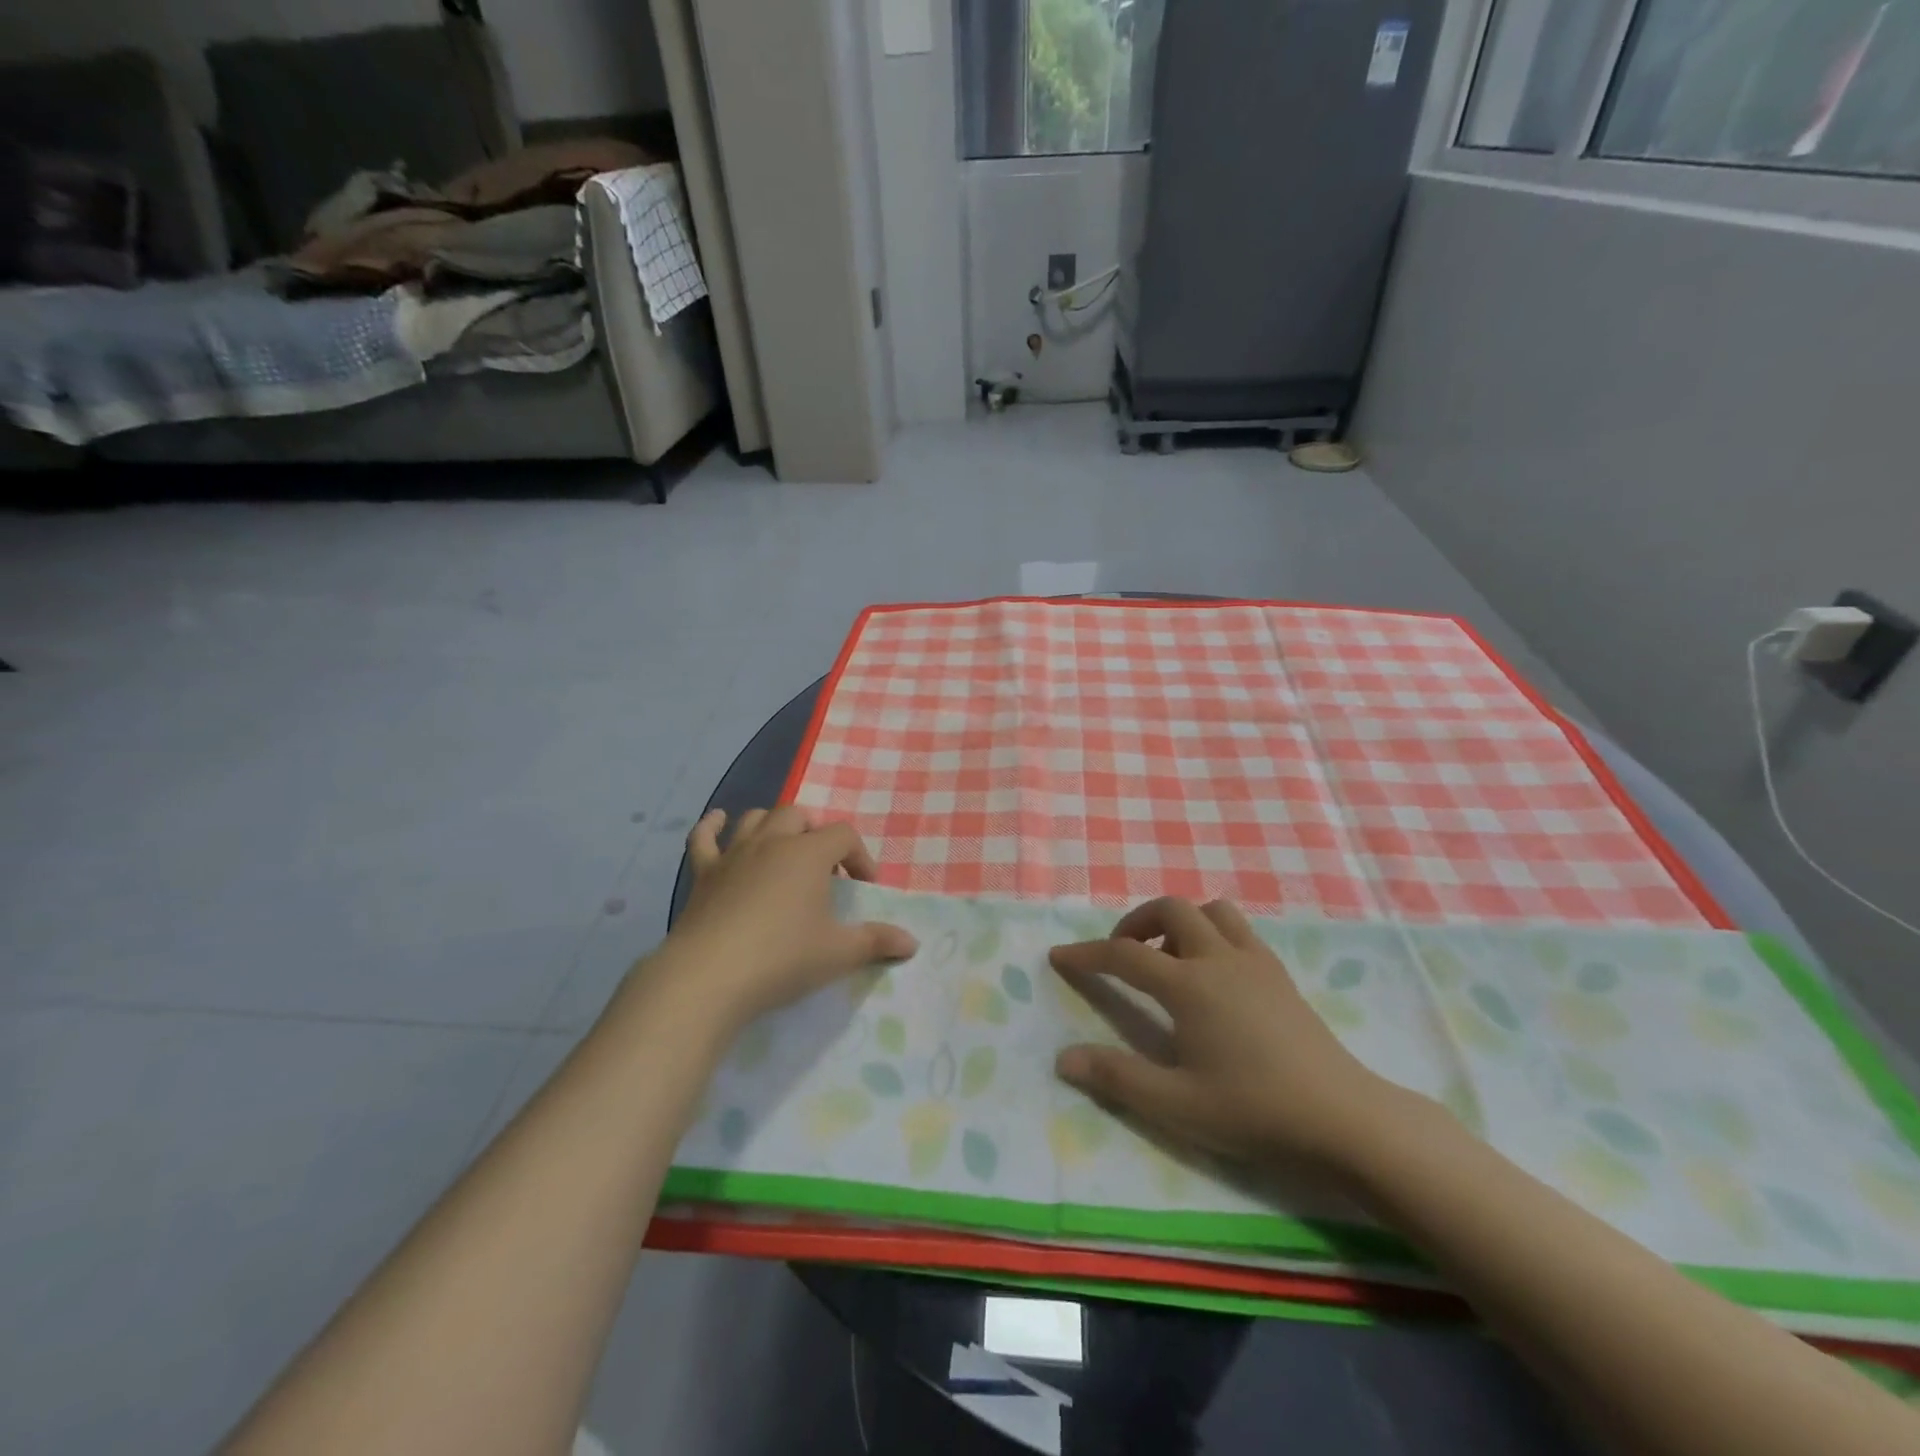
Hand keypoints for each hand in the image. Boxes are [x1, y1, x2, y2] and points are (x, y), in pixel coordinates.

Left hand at [659, 806, 917, 1028]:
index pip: (843, 835)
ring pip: (755, 819)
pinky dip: (711, 826)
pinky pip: (703, 838)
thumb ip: (876, 942)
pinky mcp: (703, 873)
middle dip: (816, 834)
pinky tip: (717, 821)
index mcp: (809, 853)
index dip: (859, 856)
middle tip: (823, 869)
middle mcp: (772, 842)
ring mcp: (733, 854)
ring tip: (783, 849)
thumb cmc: (782, 959)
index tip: (863, 888)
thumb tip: (912, 942)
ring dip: (773, 826)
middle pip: (798, 816)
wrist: (709, 977)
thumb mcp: (838, 953)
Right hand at [1049, 897, 1405, 1172]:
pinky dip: (1212, 933)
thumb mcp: (1177, 1104)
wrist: (1344, 1119)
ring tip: (1168, 958)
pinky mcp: (1280, 974)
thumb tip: (1063, 1058)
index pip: (1125, 955)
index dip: (1087, 954)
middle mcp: (1219, 959)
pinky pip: (1239, 930)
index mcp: (1189, 985)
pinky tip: (1213, 974)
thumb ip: (1116, 1077)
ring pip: (1211, 910)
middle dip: (1136, 922)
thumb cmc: (1256, 1111)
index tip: (1059, 957)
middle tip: (1123, 954)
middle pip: (1171, 908)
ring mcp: (1255, 962)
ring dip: (1180, 921)